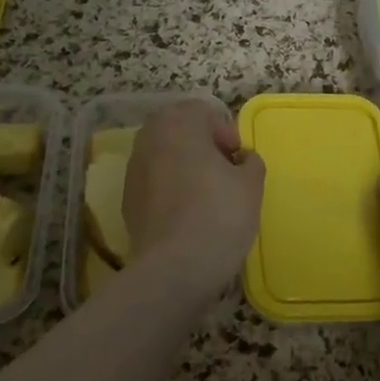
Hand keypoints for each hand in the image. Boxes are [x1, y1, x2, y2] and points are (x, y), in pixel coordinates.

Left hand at [125, 100, 264, 295]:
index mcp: (178, 125)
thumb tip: (241, 159)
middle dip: (201, 144)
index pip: (202, 111)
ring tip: (206, 194)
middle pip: (178, 129)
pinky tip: (187, 214)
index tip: (237, 159)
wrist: (175, 269)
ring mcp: (133, 171)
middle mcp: (150, 140)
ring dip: (183, 165)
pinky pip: (153, 181)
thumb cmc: (219, 216)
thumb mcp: (251, 185)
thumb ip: (250, 161)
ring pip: (163, 155)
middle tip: (223, 171)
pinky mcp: (128, 201)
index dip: (224, 131)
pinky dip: (169, 188)